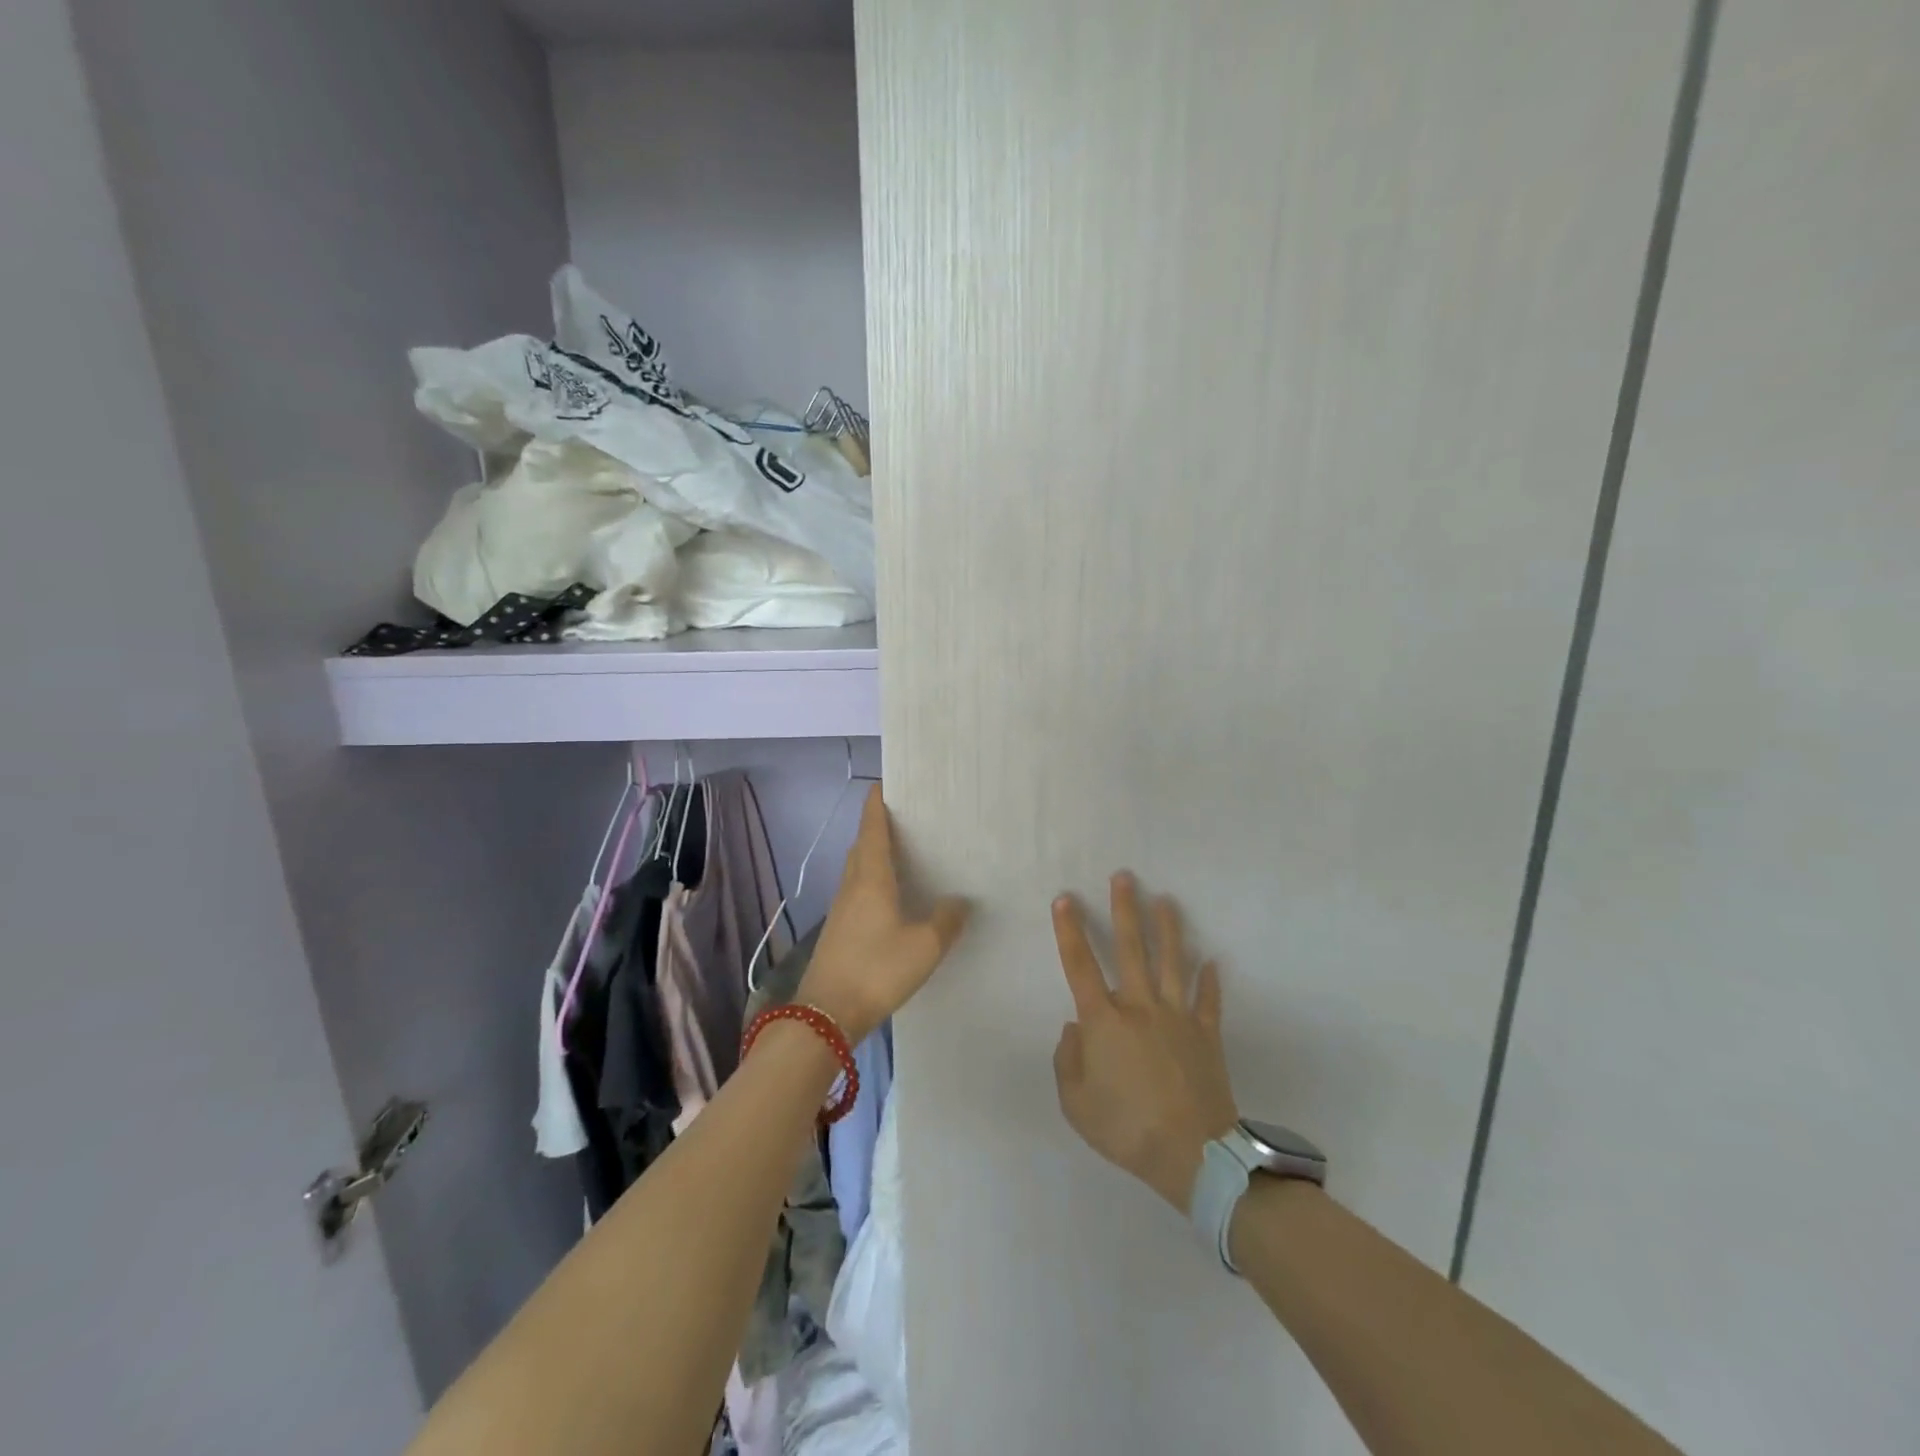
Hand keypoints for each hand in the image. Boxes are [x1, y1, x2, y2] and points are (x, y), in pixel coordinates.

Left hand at [797, 785, 968, 1043]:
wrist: (827, 1014)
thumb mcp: (925, 946)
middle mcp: (852, 886)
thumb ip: (946, 919)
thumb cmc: (878, 969)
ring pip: (857, 870)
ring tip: (900, 854)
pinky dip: (871, 881)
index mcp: (871, 878)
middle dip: (877, 828)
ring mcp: (841, 909)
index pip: (872, 829)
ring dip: (873, 855)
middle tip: (902, 819)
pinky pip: (857, 892)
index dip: (876, 805)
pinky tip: (889, 898)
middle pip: (862, 846)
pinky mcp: (838, 931)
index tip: (882, 784)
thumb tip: (960, 899)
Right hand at [1051, 873, 1239, 1212]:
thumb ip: (1068, 1060)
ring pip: (1172, 962)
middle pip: (1131, 948)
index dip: (1070, 930)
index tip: (1066, 899)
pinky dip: (1210, 982)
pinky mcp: (1206, 1034)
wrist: (1192, 1154)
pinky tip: (1213, 962)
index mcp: (1104, 1020)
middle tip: (1124, 877)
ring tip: (1165, 900)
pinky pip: (1208, 1002)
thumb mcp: (1076, 1103)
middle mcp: (1140, 1006)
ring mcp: (1177, 1017)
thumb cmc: (1126, 1127)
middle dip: (1125, 909)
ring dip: (1168, 929)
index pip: (1080, 965)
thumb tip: (1074, 1027)